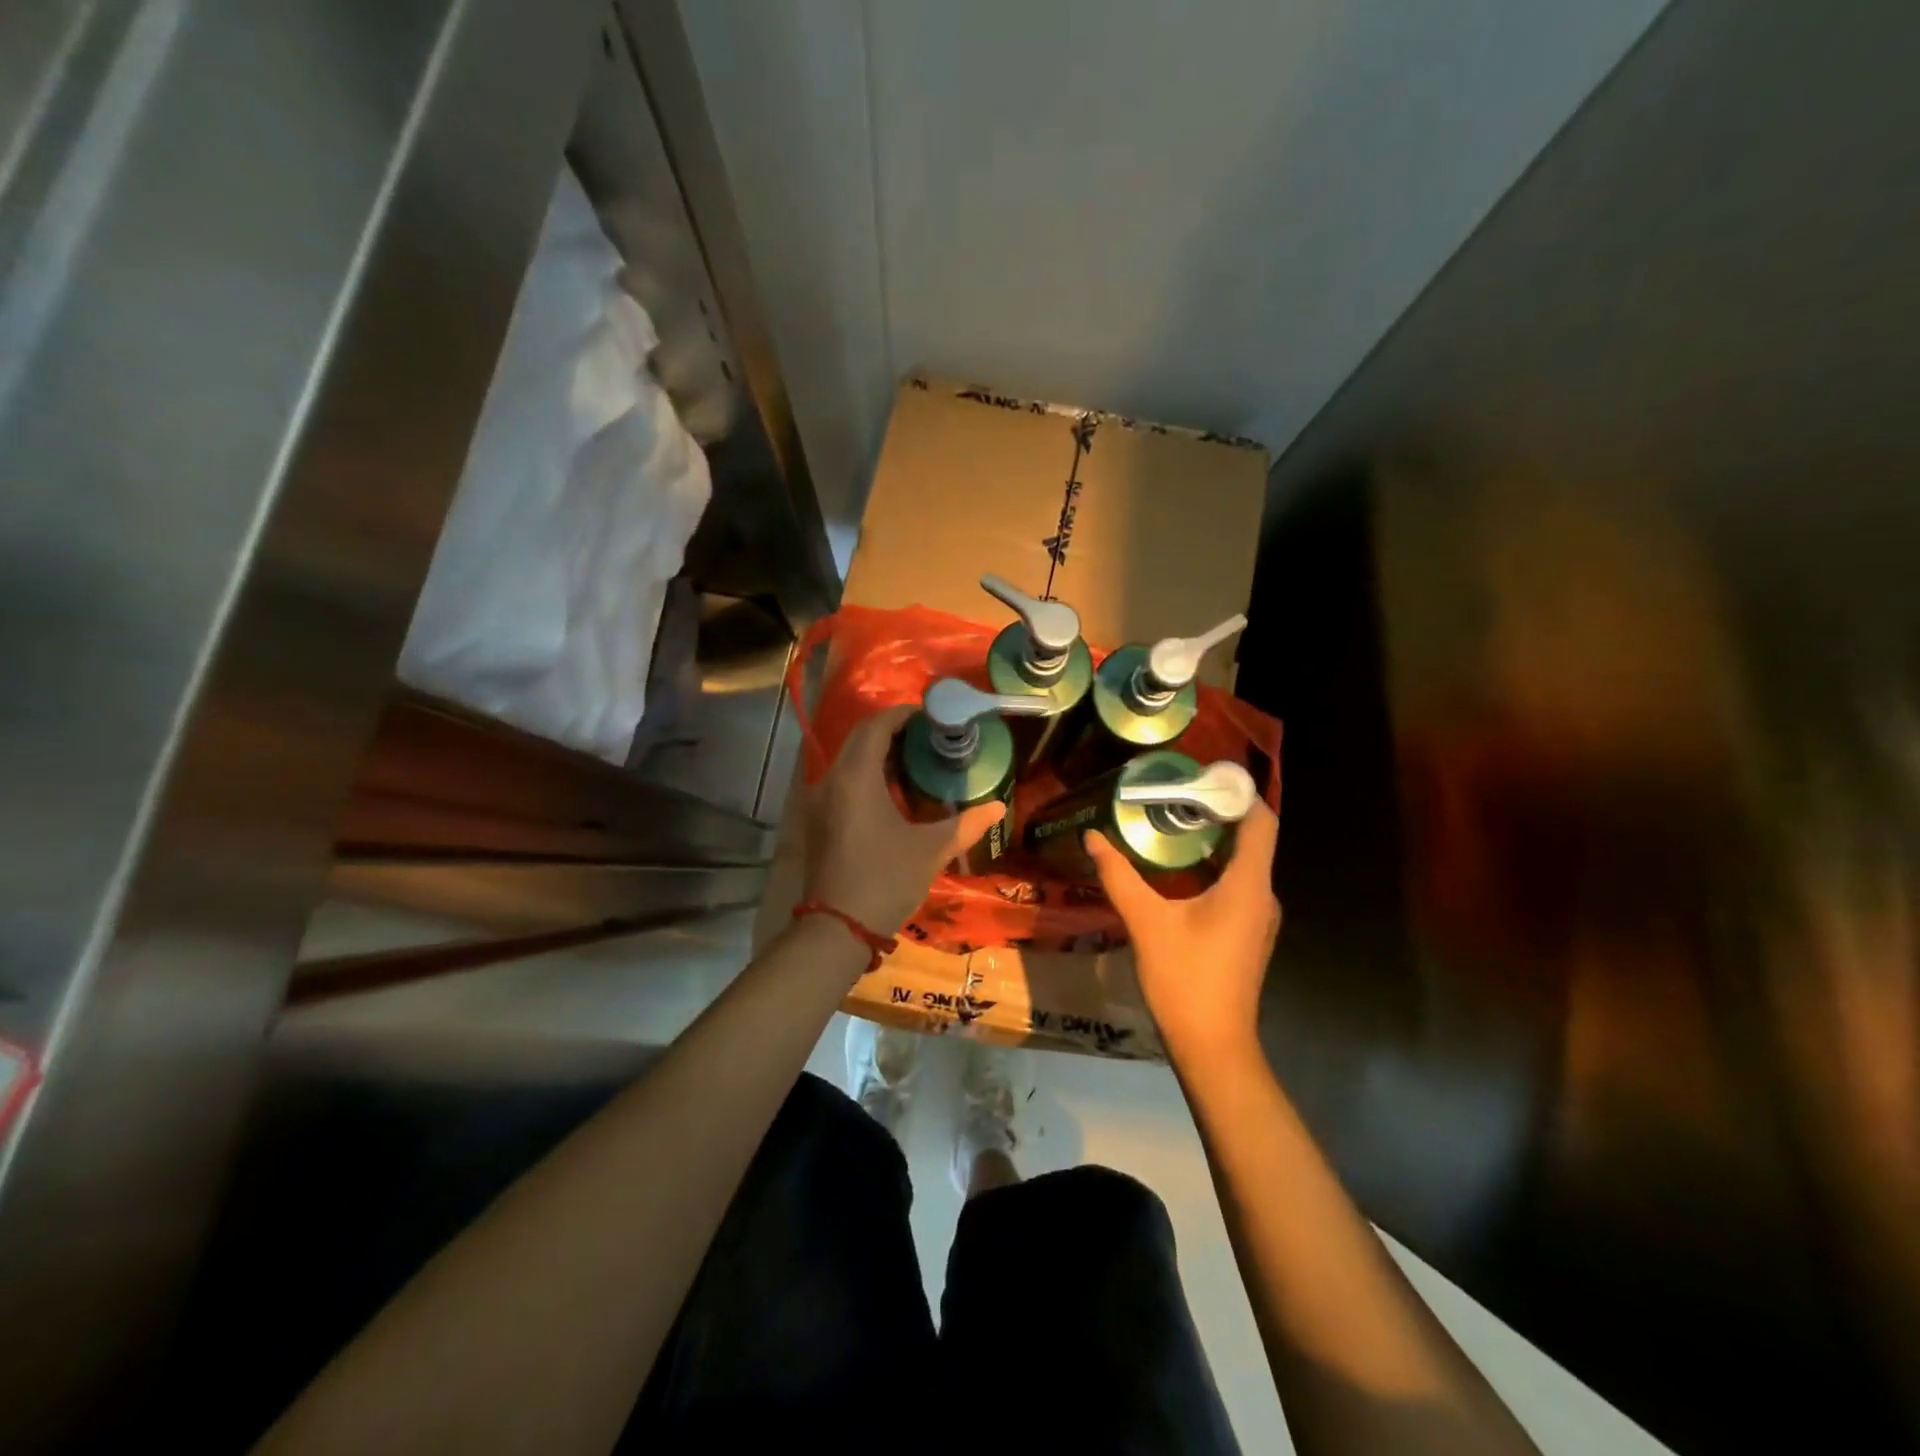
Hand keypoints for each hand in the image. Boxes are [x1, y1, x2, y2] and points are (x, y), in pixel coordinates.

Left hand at [801, 705, 1005, 938]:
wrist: (837, 929)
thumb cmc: (885, 881)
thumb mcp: (930, 850)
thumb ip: (965, 824)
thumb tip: (998, 807)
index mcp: (856, 777)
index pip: (876, 727)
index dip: (903, 715)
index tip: (932, 716)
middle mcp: (831, 780)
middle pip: (860, 738)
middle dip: (892, 731)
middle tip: (929, 737)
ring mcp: (820, 801)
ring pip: (849, 760)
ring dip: (879, 753)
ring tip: (916, 761)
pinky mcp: (818, 820)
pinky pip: (843, 780)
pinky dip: (867, 774)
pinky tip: (893, 793)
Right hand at [1086, 801, 1279, 1057]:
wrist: (1212, 1045)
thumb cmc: (1185, 979)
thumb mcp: (1146, 922)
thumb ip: (1119, 875)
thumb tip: (1092, 836)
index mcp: (1249, 885)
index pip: (1261, 821)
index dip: (1237, 793)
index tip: (1201, 776)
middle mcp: (1262, 895)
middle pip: (1251, 838)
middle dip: (1215, 812)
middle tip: (1173, 795)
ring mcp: (1257, 916)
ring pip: (1243, 863)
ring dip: (1212, 841)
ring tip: (1170, 822)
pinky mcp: (1247, 932)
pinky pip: (1237, 884)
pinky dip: (1212, 866)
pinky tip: (1177, 869)